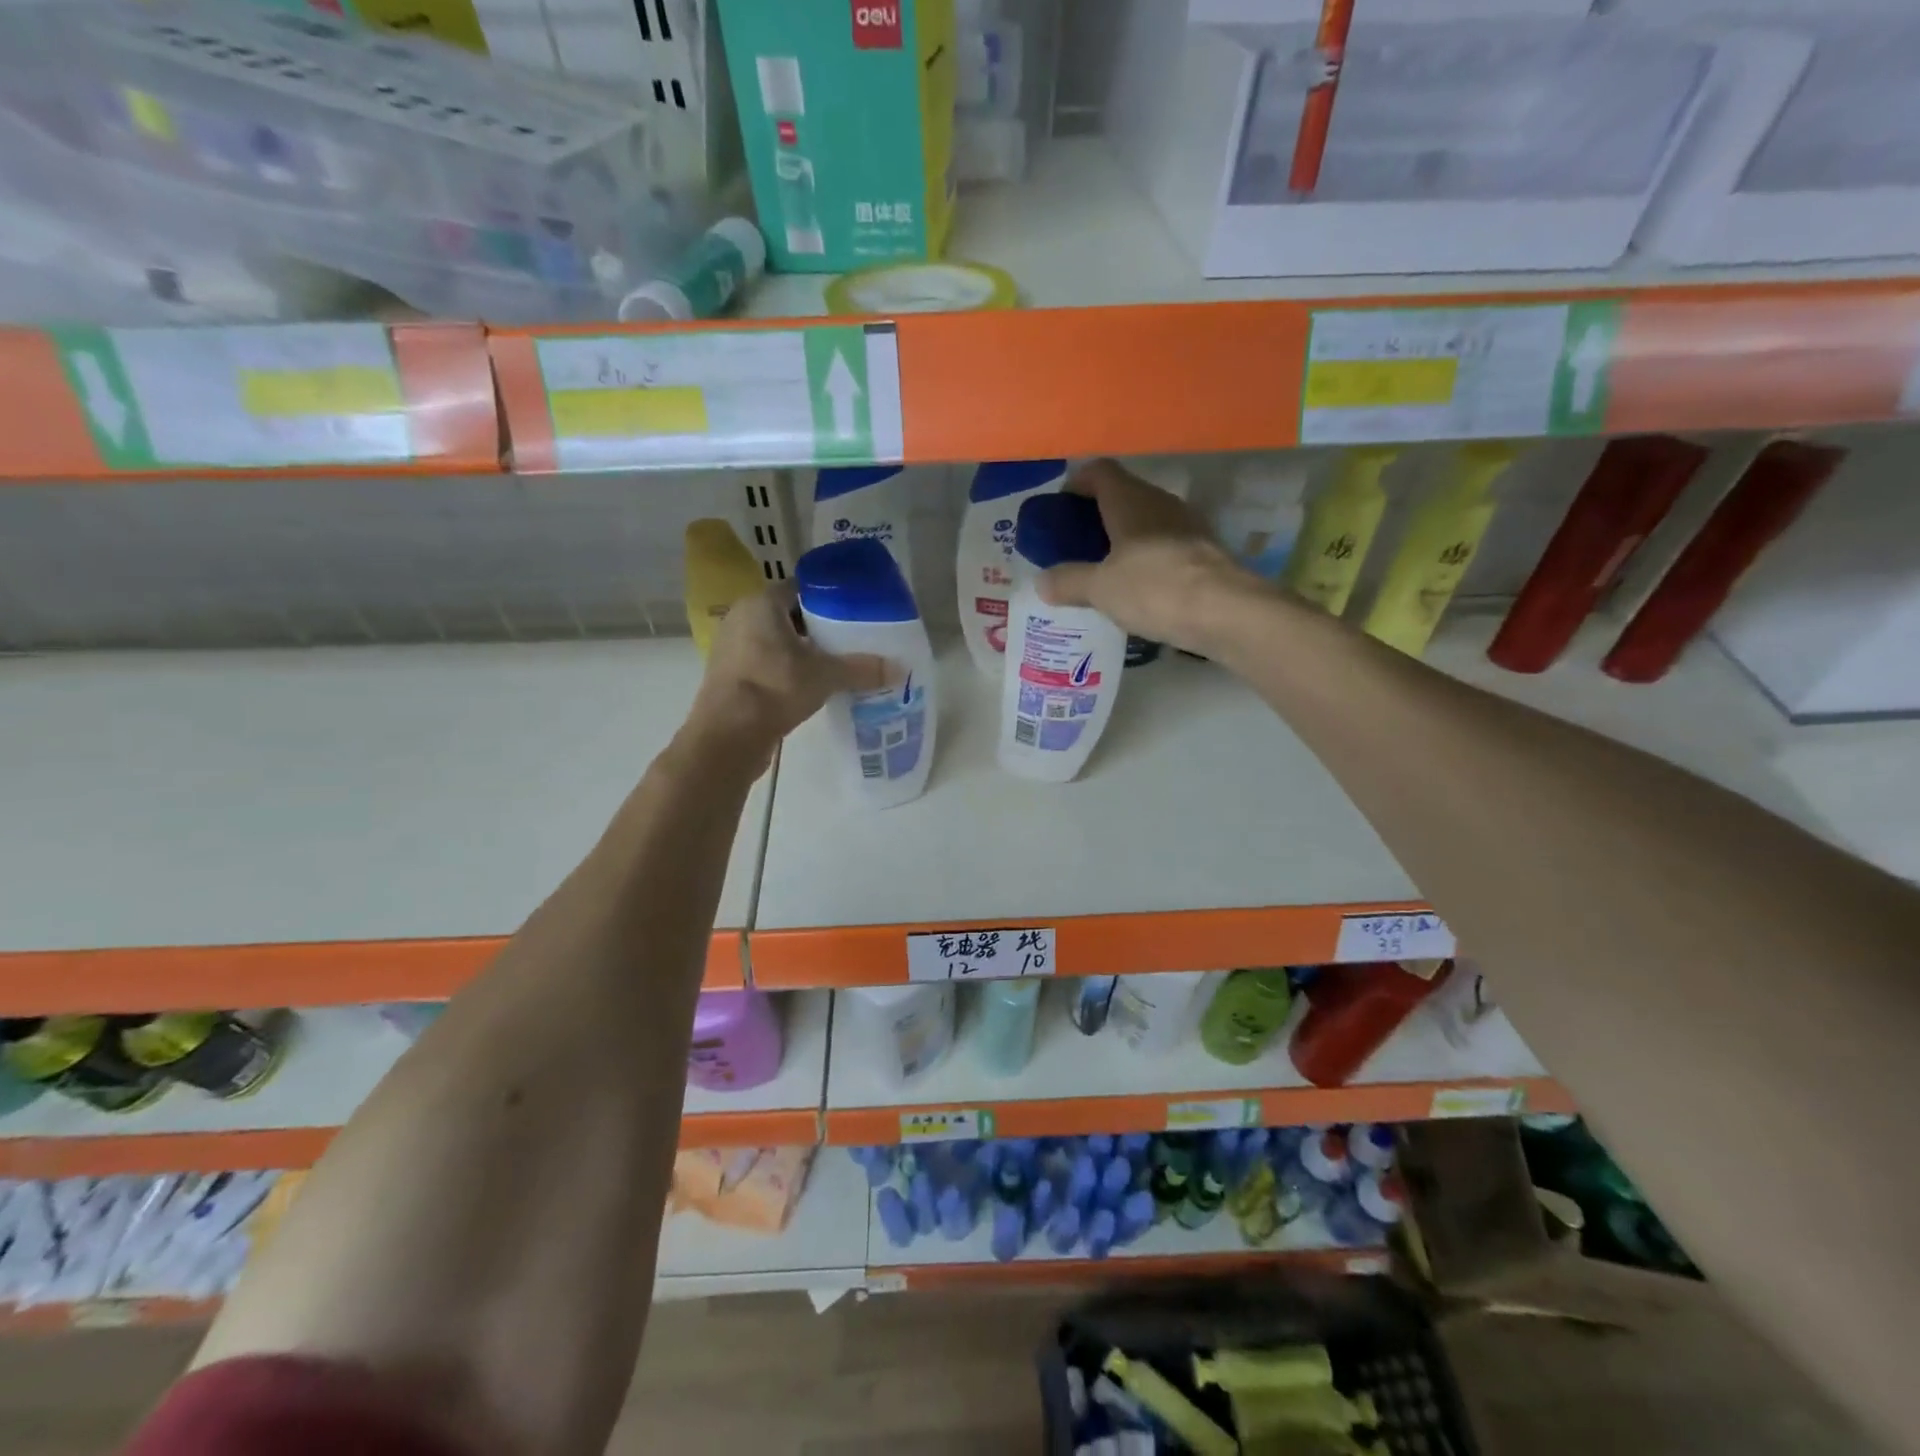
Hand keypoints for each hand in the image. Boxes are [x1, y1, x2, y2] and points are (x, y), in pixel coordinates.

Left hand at [688, 585, 889, 765]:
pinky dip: (785, 669)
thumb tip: (899, 669)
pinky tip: (808, 685)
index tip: (853, 612)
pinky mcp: (729, 675)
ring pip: (775, 640)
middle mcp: (742, 617)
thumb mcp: (826, 676)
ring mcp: (731, 647)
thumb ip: (862, 668)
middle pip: (789, 615)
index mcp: (762, 603)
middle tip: (849, 640)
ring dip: (801, 650)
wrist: (729, 734)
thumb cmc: (774, 687)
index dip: (828, 598)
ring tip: (833, 664)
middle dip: (818, 627)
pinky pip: (764, 662)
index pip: (800, 588)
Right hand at [1037, 459, 1271, 656]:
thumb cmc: (1153, 588)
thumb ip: (1068, 581)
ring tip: (1103, 569)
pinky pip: (1165, 545)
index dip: (1077, 484)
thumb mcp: (1099, 588)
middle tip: (1076, 545)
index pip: (1099, 471)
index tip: (1060, 508)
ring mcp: (1188, 526)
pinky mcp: (1204, 552)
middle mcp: (1160, 503)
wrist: (1225, 612)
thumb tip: (1042, 582)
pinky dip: (1147, 558)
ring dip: (1124, 538)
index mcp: (1130, 500)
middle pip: (1124, 495)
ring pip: (1147, 521)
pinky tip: (1137, 587)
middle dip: (1097, 515)